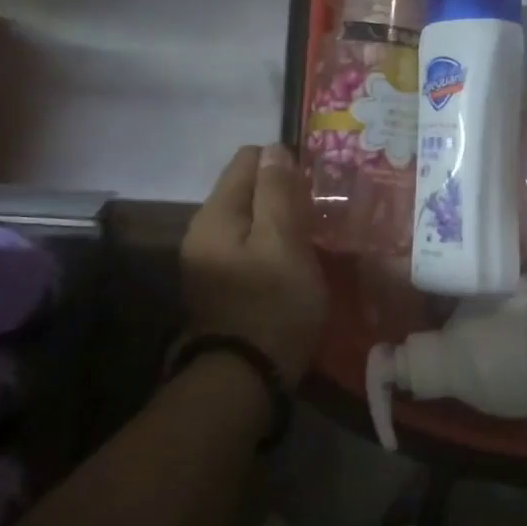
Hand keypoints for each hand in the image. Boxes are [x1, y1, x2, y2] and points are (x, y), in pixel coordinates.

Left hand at [181, 145, 328, 389]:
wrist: (247, 377)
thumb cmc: (273, 303)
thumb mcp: (284, 242)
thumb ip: (278, 193)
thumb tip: (275, 148)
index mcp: (216, 214)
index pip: (248, 160)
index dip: (285, 164)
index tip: (317, 186)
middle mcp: (204, 230)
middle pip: (248, 189)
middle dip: (284, 192)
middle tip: (322, 212)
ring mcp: (210, 259)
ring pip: (252, 219)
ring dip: (282, 220)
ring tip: (316, 235)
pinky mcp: (223, 282)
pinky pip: (252, 245)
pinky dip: (275, 244)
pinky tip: (298, 260)